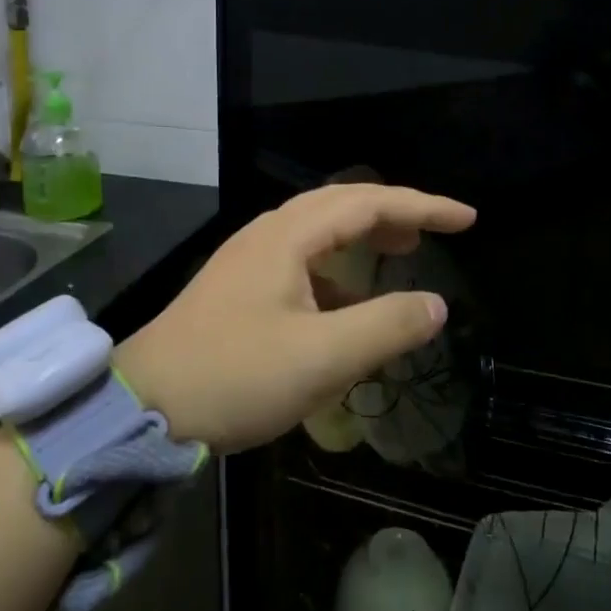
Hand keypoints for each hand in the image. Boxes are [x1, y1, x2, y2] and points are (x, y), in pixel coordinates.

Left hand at [113, 184, 476, 452]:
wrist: (144, 407)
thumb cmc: (235, 377)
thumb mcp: (322, 357)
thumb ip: (386, 327)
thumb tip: (437, 304)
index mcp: (288, 236)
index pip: (368, 202)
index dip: (422, 206)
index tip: (466, 219)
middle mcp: (268, 234)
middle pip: (342, 204)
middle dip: (394, 212)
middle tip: (436, 232)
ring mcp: (249, 259)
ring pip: (319, 230)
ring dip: (364, 236)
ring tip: (401, 254)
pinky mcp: (239, 287)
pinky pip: (302, 260)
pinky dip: (338, 268)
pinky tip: (347, 301)